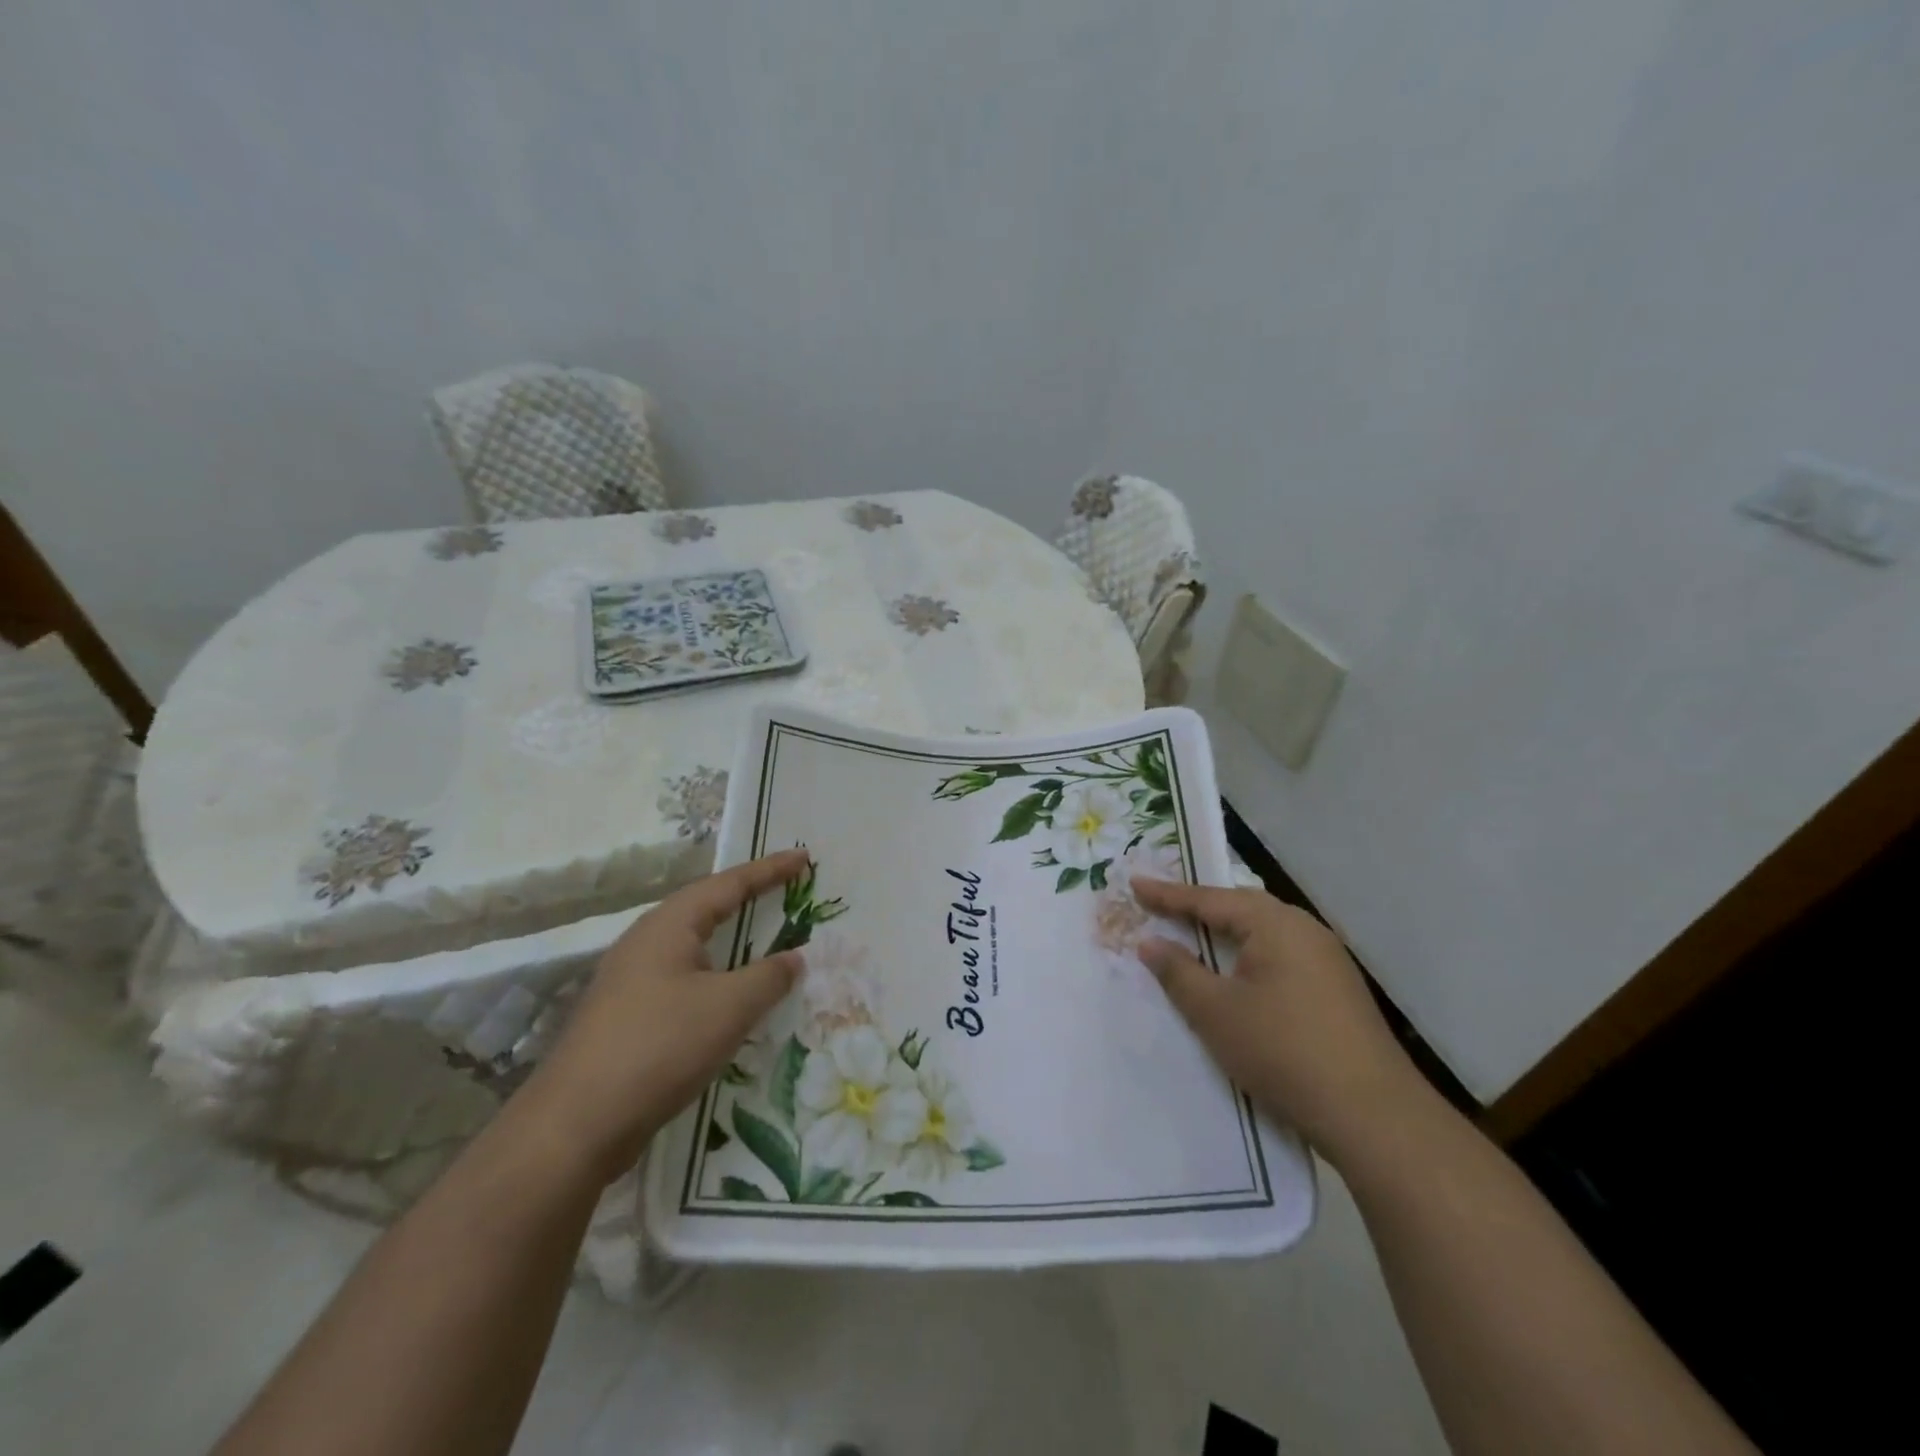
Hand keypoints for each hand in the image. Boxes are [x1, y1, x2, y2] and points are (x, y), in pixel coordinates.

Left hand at [522, 849, 810, 1182]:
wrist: (574, 1125)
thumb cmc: (660, 1047)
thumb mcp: (729, 1008)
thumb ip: (769, 976)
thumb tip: (795, 957)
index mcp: (669, 925)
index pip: (729, 884)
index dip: (770, 870)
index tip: (804, 857)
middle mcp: (646, 941)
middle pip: (706, 907)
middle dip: (748, 897)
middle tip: (786, 889)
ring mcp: (631, 979)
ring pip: (693, 946)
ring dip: (731, 939)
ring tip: (763, 936)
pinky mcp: (627, 1016)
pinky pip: (683, 978)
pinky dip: (716, 975)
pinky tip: (728, 996)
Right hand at [1132, 878, 1427, 1163]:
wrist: (1373, 1115)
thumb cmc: (1282, 1051)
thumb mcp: (1215, 1011)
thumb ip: (1178, 971)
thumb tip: (1150, 942)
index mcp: (1274, 924)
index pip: (1209, 900)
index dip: (1167, 894)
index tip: (1134, 883)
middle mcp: (1304, 930)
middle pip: (1240, 909)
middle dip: (1199, 907)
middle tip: (1161, 904)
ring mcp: (1327, 959)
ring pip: (1263, 933)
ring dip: (1225, 933)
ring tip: (1193, 933)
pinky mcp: (1337, 989)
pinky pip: (1280, 955)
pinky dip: (1249, 955)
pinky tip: (1238, 973)